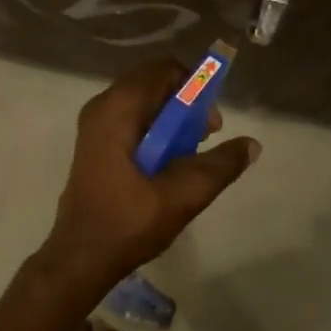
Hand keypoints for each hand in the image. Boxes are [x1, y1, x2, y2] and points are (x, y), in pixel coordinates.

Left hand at [43, 60, 259, 293]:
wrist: (78, 260)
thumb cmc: (127, 223)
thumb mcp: (181, 196)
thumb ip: (219, 166)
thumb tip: (252, 144)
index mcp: (117, 108)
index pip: (165, 70)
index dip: (195, 88)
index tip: (209, 123)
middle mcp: (103, 105)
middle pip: (155, 83)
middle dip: (186, 104)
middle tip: (203, 138)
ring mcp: (95, 123)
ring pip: (144, 101)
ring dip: (172, 119)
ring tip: (189, 154)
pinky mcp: (96, 142)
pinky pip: (133, 118)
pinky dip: (155, 129)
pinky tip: (166, 164)